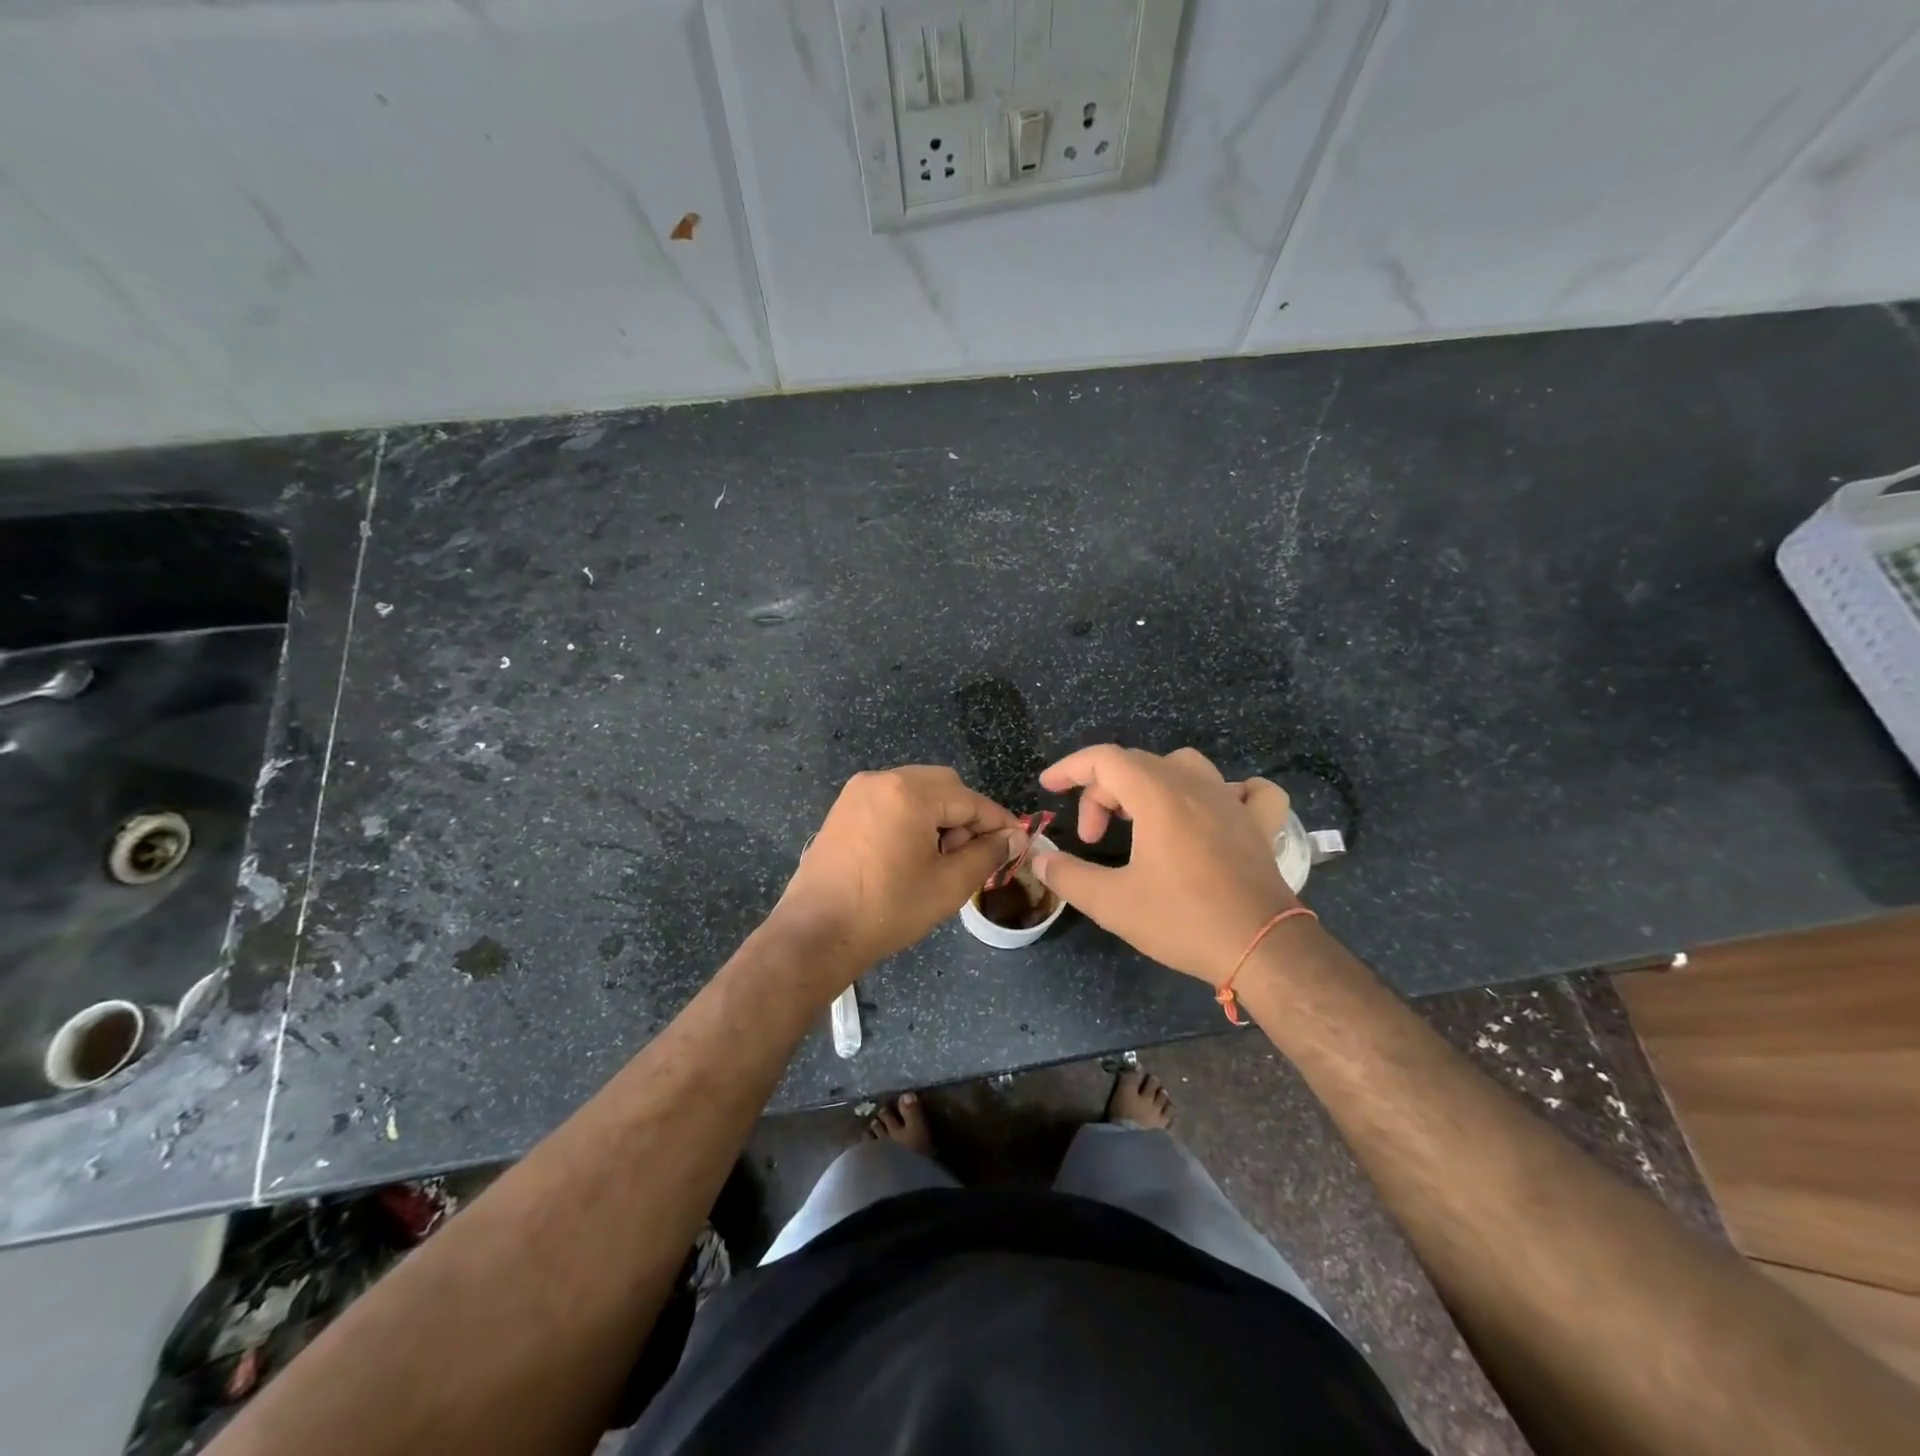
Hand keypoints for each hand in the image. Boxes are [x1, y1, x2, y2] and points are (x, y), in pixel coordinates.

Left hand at [766, 766, 1025, 991]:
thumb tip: (1015, 836)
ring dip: (939, 817)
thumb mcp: (949, 885)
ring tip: (940, 859)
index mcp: (909, 792)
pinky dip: (911, 818)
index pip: (969, 799)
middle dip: (965, 817)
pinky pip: (892, 801)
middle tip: (971, 856)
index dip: (998, 822)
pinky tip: (911, 854)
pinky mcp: (844, 809)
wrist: (816, 933)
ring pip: (917, 791)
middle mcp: (882, 779)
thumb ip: (988, 854)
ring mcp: (858, 792)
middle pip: (943, 786)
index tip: (1019, 842)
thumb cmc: (887, 909)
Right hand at [1029, 746, 1297, 983]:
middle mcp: (1195, 786)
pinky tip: (1216, 811)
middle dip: (1102, 793)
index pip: (1104, 759)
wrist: (1264, 948)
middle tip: (1091, 837)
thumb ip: (1068, 876)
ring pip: (1184, 766)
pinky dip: (1226, 792)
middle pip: (1136, 764)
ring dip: (1151, 783)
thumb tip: (1040, 860)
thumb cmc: (1184, 920)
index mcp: (1157, 795)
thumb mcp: (1113, 903)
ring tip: (1140, 817)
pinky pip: (1248, 790)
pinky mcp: (1260, 824)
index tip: (1048, 787)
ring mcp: (1233, 801)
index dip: (1070, 767)